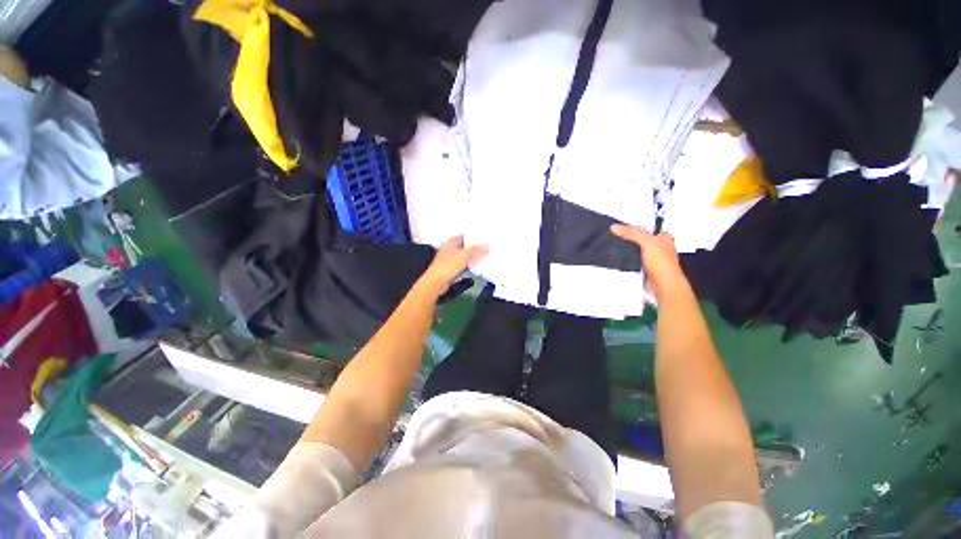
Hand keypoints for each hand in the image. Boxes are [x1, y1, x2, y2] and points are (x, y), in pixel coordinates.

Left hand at [420, 236, 487, 295]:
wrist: (436, 282)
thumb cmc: (448, 266)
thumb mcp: (465, 256)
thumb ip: (477, 250)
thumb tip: (487, 245)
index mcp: (451, 242)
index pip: (464, 236)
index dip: (473, 236)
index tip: (483, 237)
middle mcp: (448, 249)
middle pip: (463, 246)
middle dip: (473, 246)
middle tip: (485, 246)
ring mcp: (448, 259)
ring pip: (462, 255)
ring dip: (470, 256)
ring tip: (482, 255)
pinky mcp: (449, 268)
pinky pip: (461, 264)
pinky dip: (467, 264)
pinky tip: (473, 265)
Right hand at [611, 224, 688, 300]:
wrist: (663, 285)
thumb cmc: (661, 261)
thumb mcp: (647, 242)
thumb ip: (631, 233)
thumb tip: (613, 227)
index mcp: (664, 237)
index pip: (646, 227)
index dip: (633, 225)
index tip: (618, 225)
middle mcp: (658, 246)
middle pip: (639, 239)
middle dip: (627, 237)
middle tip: (610, 234)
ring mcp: (651, 258)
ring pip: (634, 250)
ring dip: (625, 249)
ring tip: (608, 244)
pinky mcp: (643, 268)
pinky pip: (632, 260)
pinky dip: (625, 258)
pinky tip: (614, 256)